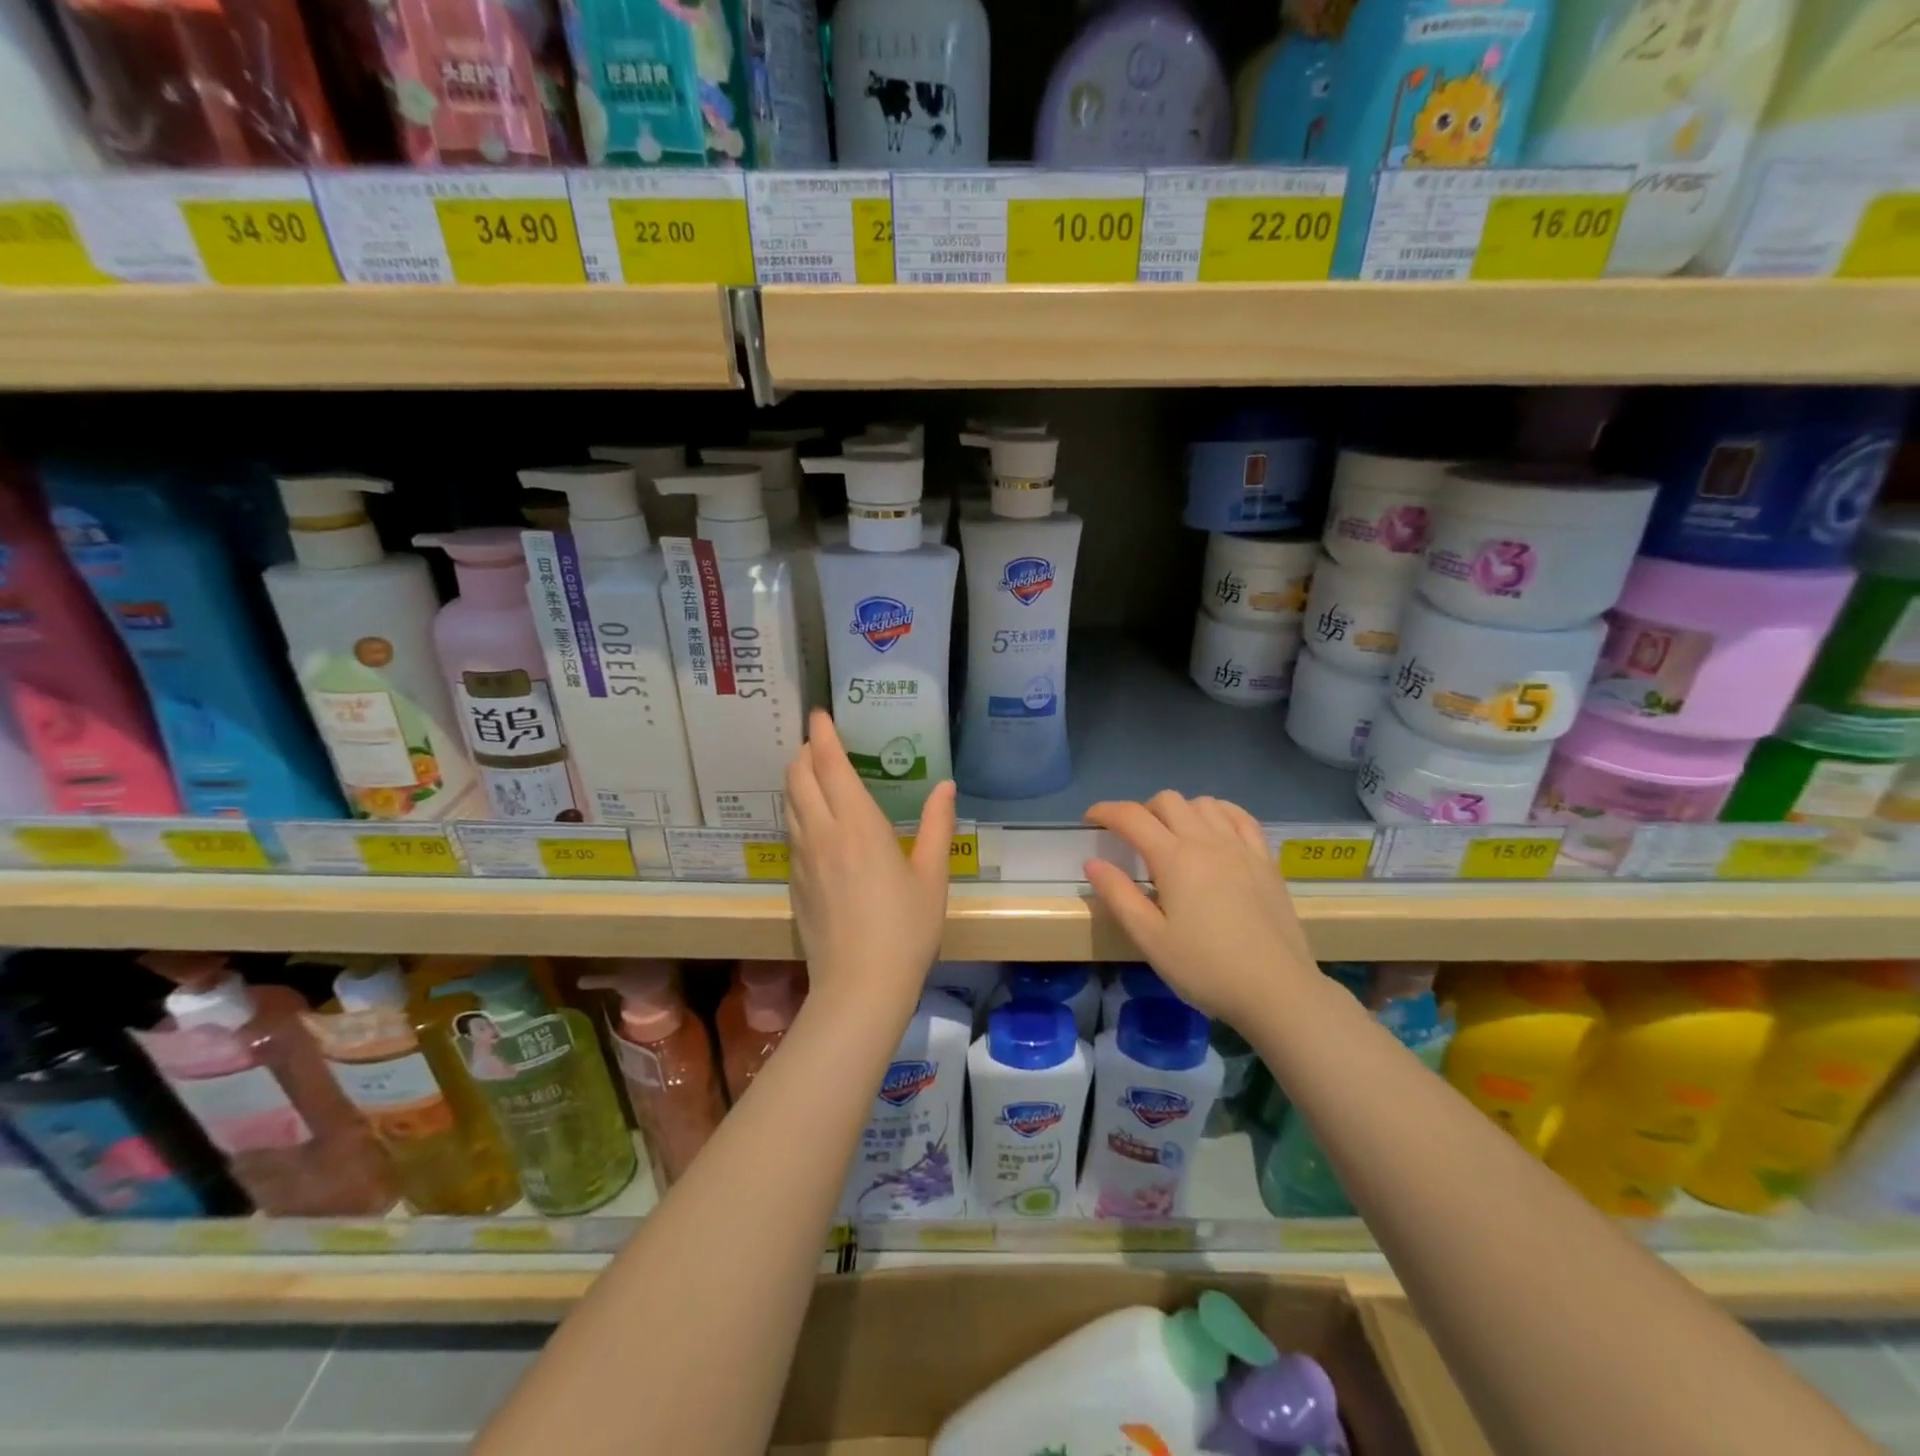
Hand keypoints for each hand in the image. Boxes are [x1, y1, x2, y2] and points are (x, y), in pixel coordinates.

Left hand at [785, 709, 955, 1007]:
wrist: (860, 986)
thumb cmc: (905, 927)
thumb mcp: (932, 875)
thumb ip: (938, 825)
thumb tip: (945, 786)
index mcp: (857, 823)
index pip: (829, 763)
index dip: (822, 734)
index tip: (819, 714)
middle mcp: (822, 832)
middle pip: (799, 776)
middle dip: (806, 752)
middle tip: (821, 742)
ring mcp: (802, 858)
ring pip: (789, 803)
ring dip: (797, 779)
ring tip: (814, 774)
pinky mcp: (795, 883)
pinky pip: (790, 832)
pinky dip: (797, 811)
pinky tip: (813, 823)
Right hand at [1084, 792, 1318, 1026]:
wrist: (1277, 991)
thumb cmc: (1206, 968)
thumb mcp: (1150, 939)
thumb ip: (1119, 896)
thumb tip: (1093, 863)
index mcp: (1174, 859)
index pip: (1131, 817)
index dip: (1105, 811)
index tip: (1090, 820)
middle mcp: (1207, 841)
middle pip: (1168, 800)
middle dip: (1141, 810)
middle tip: (1131, 839)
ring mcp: (1241, 847)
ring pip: (1203, 804)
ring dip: (1179, 810)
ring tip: (1171, 836)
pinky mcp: (1266, 860)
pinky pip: (1240, 816)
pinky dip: (1218, 813)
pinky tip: (1213, 830)